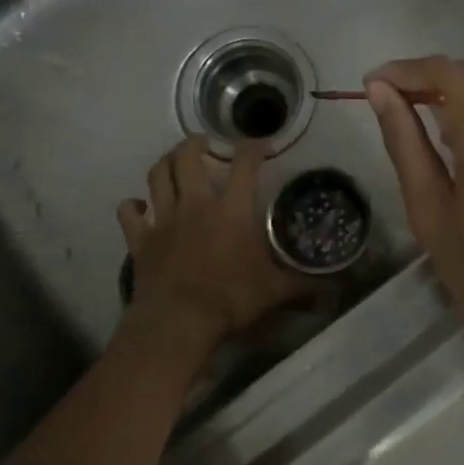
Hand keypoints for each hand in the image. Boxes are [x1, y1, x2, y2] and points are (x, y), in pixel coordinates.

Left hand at [116, 136, 304, 351]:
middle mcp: (196, 204)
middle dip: (195, 143)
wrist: (178, 321)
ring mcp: (164, 218)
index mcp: (232, 210)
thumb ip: (303, 288)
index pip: (245, 164)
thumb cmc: (230, 300)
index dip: (254, 148)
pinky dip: (132, 205)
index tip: (261, 144)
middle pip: (188, 157)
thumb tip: (334, 294)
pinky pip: (129, 212)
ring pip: (157, 175)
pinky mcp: (141, 238)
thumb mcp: (275, 293)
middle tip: (204, 142)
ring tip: (173, 161)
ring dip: (165, 163)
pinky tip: (138, 206)